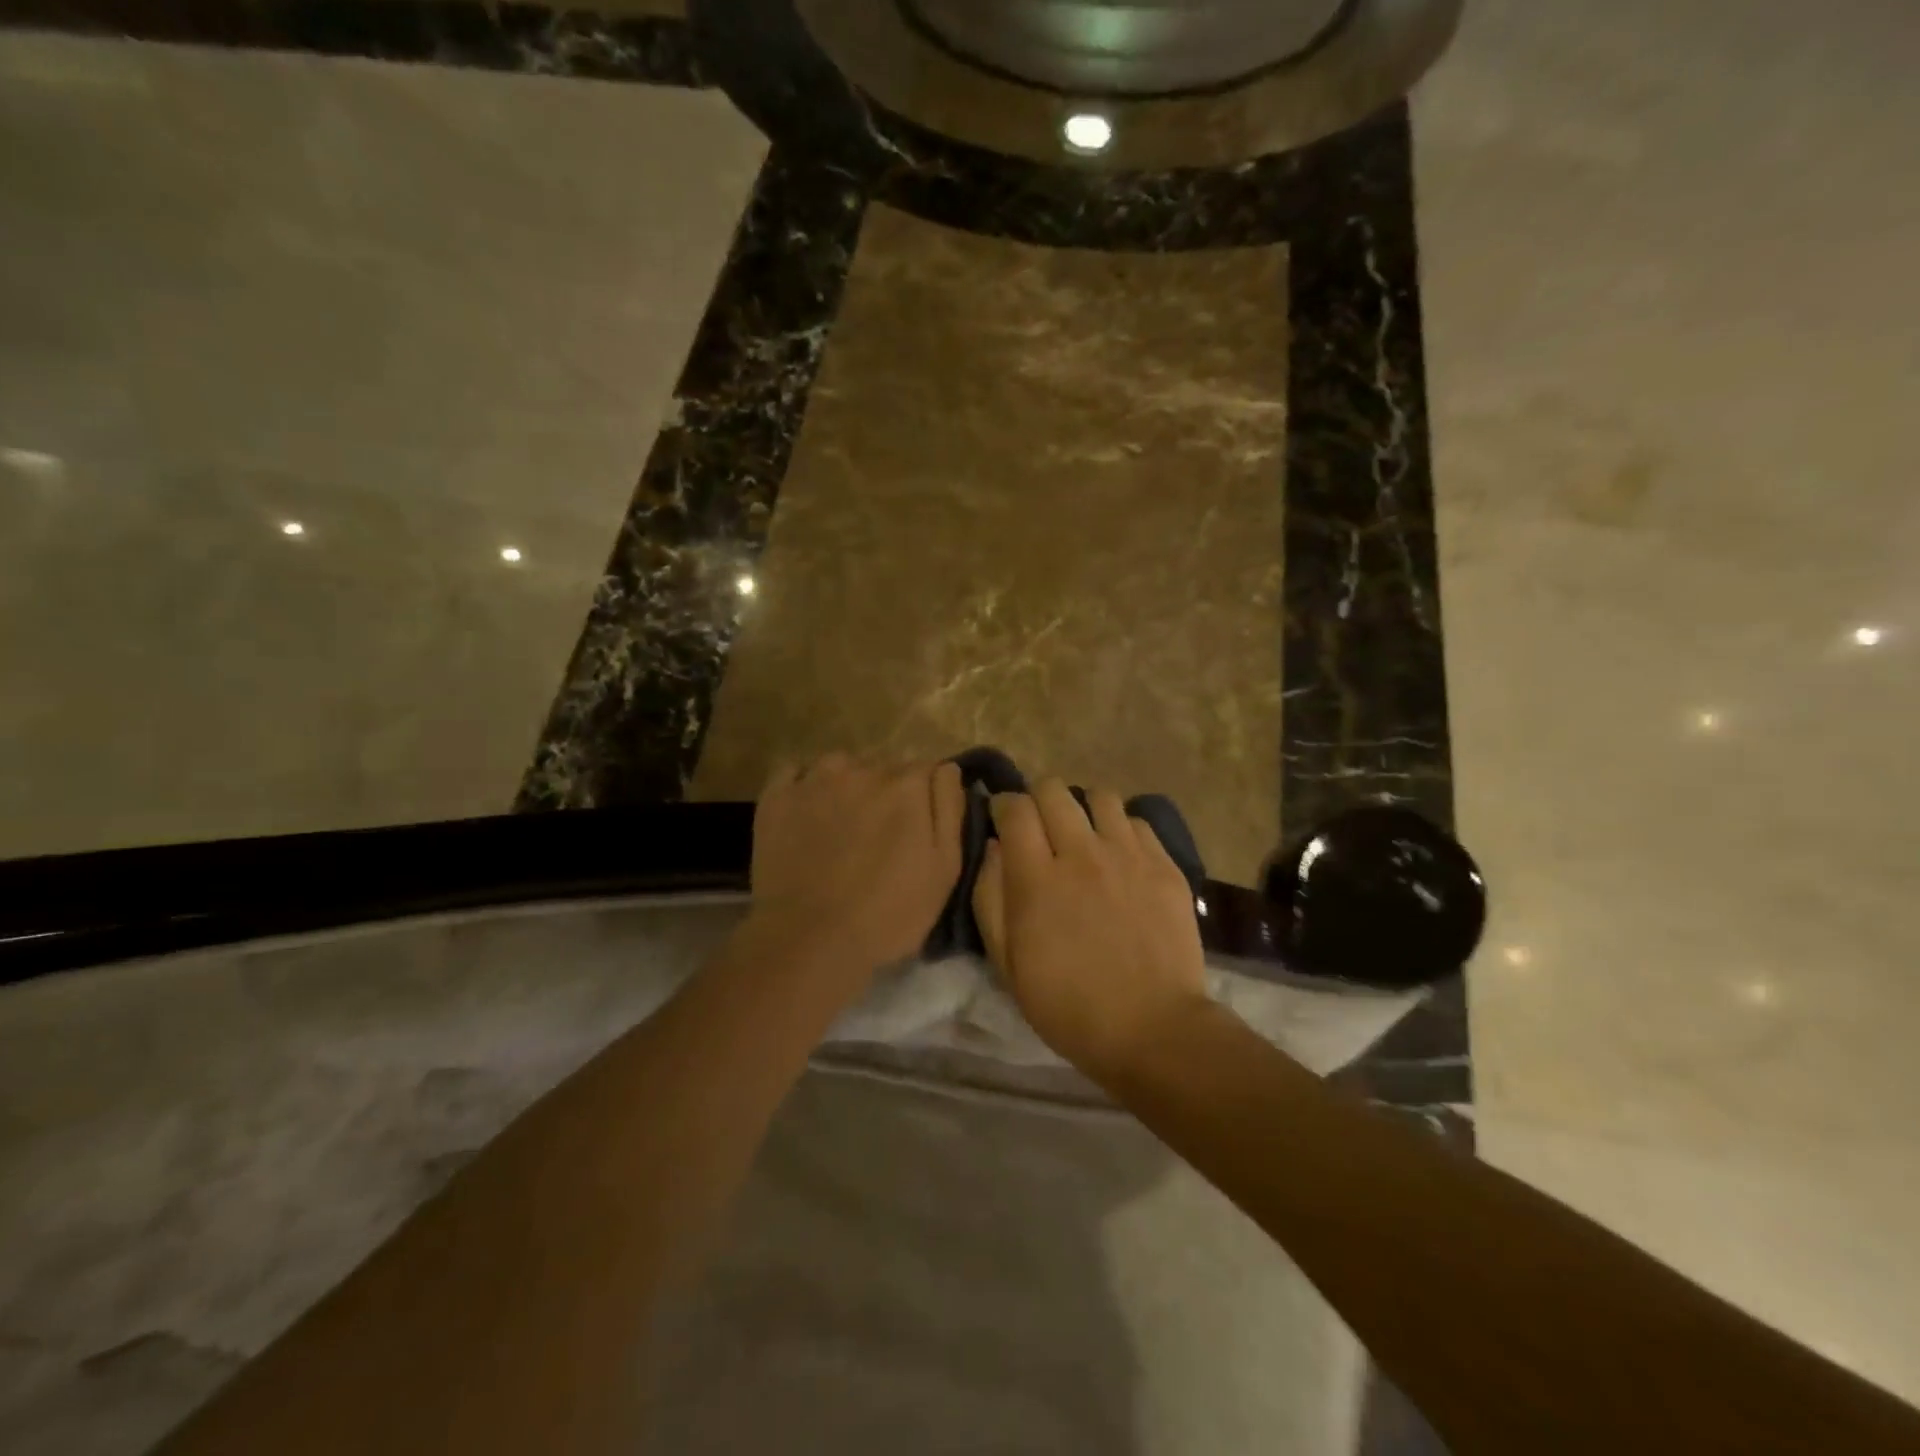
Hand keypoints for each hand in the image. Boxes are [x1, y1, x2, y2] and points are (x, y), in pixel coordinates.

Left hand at [748, 754, 965, 980]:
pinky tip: (807, 813)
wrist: (809, 941)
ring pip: (841, 765)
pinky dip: (805, 785)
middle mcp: (862, 769)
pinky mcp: (777, 797)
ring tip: (842, 824)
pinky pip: (796, 772)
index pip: (926, 769)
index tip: (918, 826)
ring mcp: (814, 779)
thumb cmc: (889, 913)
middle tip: (880, 835)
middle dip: (888, 792)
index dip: (925, 797)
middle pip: (884, 767)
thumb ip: (949, 808)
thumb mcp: (945, 869)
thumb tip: (948, 768)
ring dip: (848, 784)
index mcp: (906, 786)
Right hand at [973, 779, 1209, 1082]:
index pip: (1015, 808)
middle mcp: (1082, 853)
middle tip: (1041, 829)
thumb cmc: (1067, 1005)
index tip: (1003, 820)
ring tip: (1084, 837)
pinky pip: (1138, 822)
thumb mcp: (1007, 963)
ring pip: (1100, 797)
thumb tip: (994, 848)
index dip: (1004, 806)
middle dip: (1039, 800)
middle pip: (1054, 790)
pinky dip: (1121, 830)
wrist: (1152, 1029)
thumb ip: (990, 897)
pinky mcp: (1165, 866)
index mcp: (1037, 877)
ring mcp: (1128, 856)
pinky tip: (1120, 857)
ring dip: (1083, 810)